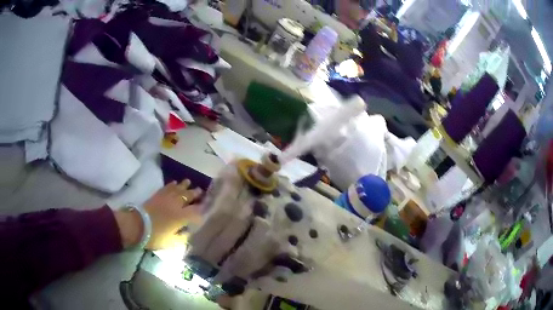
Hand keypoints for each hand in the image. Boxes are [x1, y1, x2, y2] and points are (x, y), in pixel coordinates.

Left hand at [114, 180, 202, 249]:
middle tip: (201, 191)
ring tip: (189, 182)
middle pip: (188, 196)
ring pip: (178, 189)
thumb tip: (189, 233)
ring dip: (184, 186)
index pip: (196, 211)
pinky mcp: (157, 195)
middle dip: (195, 194)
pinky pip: (167, 187)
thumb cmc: (155, 236)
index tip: (207, 207)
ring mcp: (166, 198)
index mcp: (182, 217)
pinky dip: (172, 184)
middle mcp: (176, 205)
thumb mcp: (172, 242)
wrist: (137, 225)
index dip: (202, 209)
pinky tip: (175, 182)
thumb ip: (183, 237)